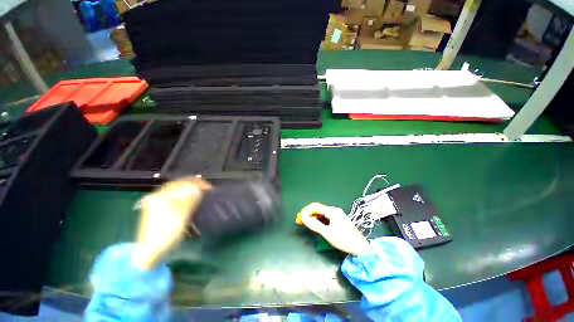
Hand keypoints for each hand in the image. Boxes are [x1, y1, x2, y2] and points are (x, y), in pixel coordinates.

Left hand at [133, 178, 210, 269]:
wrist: (150, 251)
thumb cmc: (166, 233)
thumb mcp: (180, 215)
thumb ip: (190, 199)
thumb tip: (199, 187)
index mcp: (161, 196)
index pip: (181, 183)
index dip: (196, 183)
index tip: (209, 187)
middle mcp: (157, 197)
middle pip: (178, 186)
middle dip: (193, 185)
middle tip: (206, 188)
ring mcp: (156, 204)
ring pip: (176, 192)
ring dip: (189, 190)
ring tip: (200, 192)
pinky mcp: (158, 210)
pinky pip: (173, 198)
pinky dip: (183, 197)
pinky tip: (189, 199)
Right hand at [296, 202, 369, 255]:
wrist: (360, 247)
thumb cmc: (344, 240)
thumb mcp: (328, 233)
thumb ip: (315, 225)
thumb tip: (303, 218)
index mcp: (332, 211)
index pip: (316, 207)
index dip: (306, 211)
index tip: (300, 217)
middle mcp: (334, 209)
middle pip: (318, 208)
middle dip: (309, 213)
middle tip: (301, 221)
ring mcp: (337, 213)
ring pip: (322, 212)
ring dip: (313, 216)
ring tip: (307, 223)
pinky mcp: (338, 218)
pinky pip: (325, 215)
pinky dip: (319, 219)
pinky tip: (316, 224)